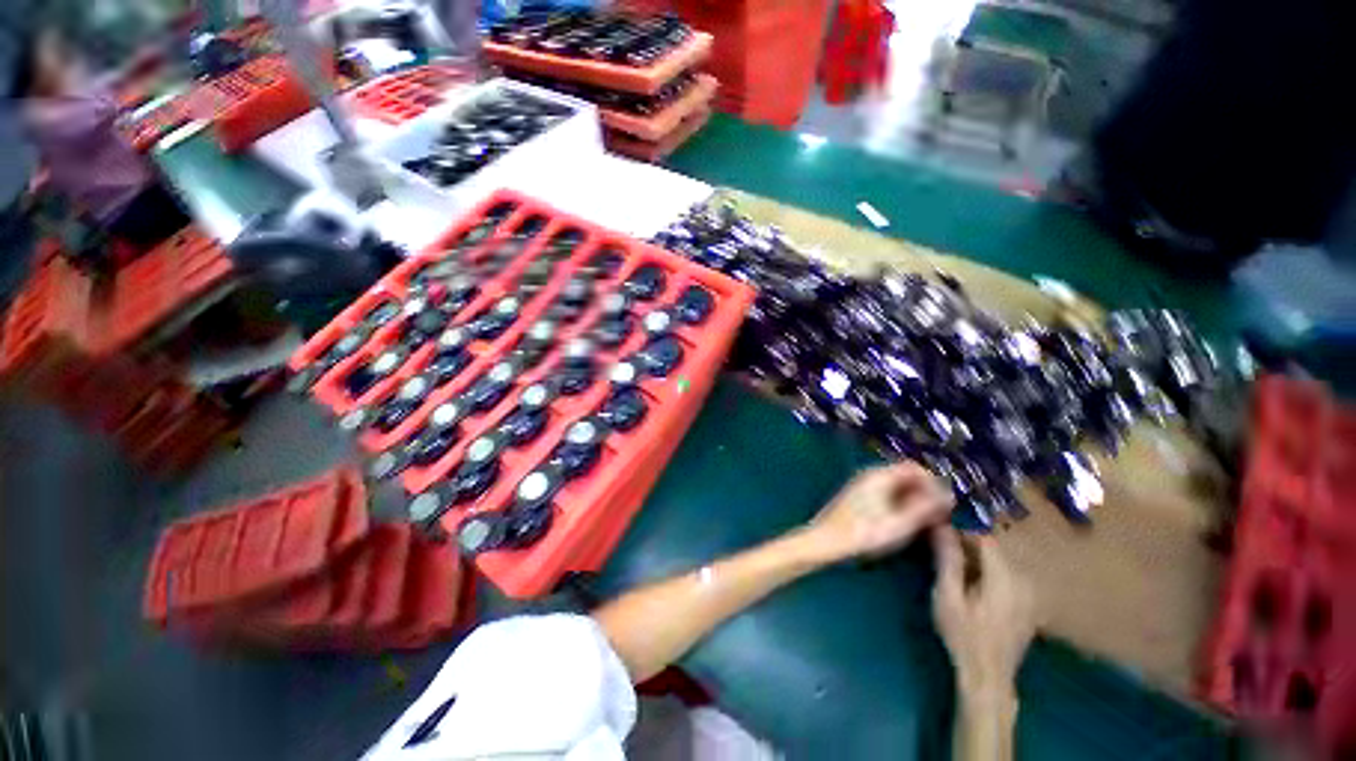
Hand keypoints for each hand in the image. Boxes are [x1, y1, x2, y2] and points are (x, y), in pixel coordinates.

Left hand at [804, 462, 953, 561]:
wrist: (826, 541)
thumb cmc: (864, 533)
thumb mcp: (901, 523)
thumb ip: (925, 508)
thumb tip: (948, 496)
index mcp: (880, 475)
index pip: (914, 467)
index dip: (934, 482)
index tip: (946, 504)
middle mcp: (870, 475)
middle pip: (905, 476)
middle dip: (925, 492)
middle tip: (939, 516)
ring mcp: (862, 485)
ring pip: (896, 486)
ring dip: (913, 500)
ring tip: (925, 522)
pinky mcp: (857, 497)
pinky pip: (885, 494)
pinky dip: (899, 504)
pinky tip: (904, 523)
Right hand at [931, 527, 1035, 704]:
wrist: (988, 676)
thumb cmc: (964, 634)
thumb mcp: (948, 595)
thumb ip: (948, 558)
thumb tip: (941, 524)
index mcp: (1004, 576)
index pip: (984, 536)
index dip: (961, 523)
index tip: (938, 518)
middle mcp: (1022, 579)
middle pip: (992, 546)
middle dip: (965, 538)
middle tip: (938, 537)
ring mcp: (1028, 591)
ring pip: (998, 559)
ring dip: (974, 552)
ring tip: (949, 554)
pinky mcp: (1026, 601)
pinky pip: (1004, 572)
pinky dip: (985, 566)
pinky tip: (968, 575)